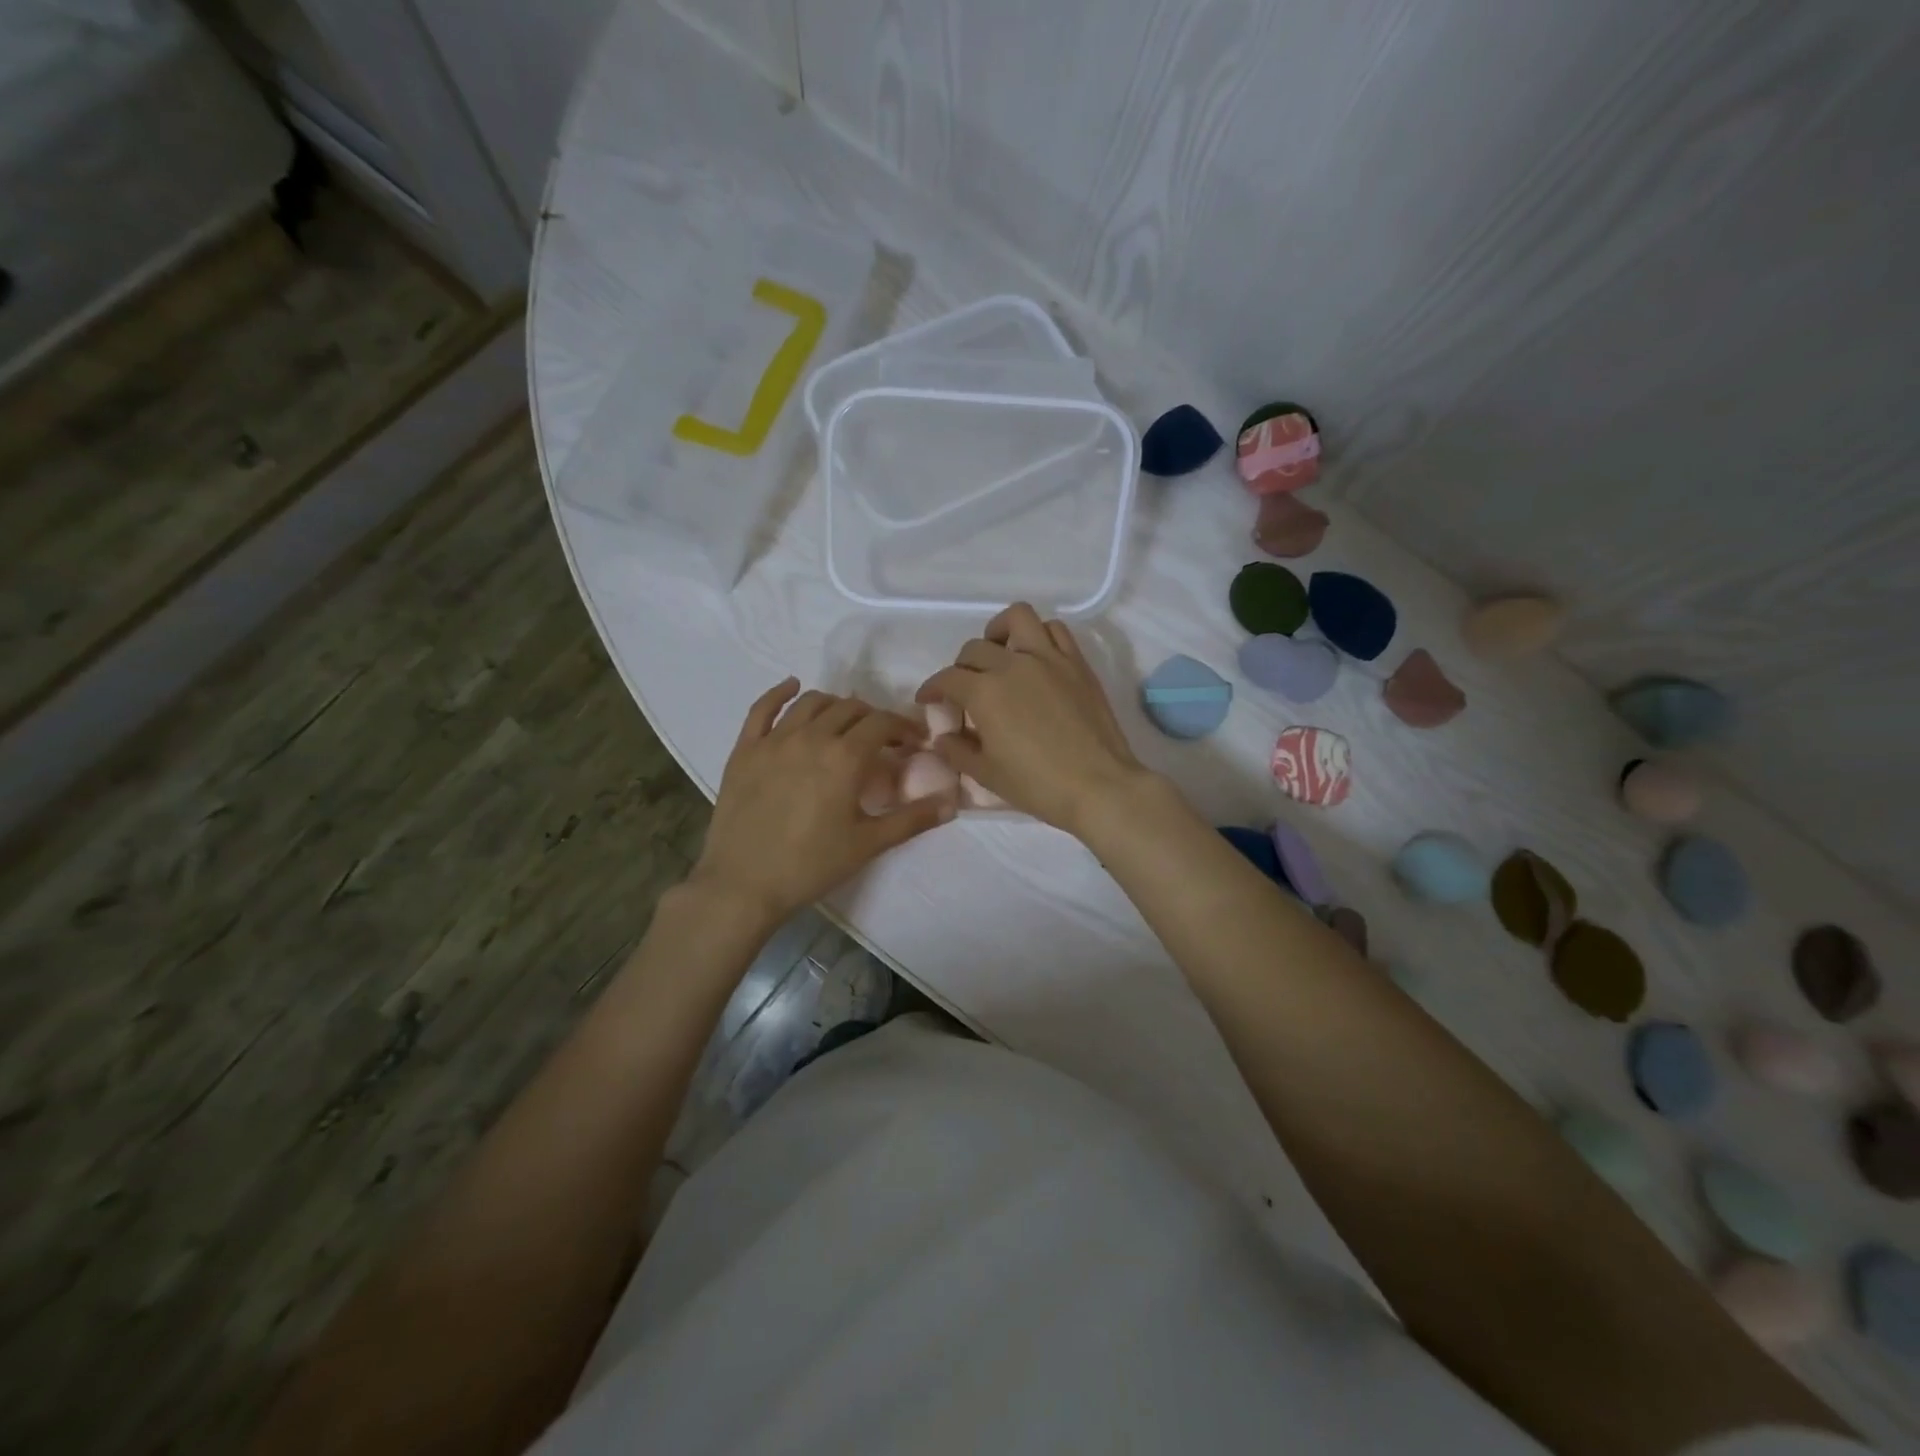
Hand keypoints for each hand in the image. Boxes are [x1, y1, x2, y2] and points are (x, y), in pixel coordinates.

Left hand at [690, 678, 954, 925]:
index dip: (903, 727)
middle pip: (849, 709)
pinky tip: (793, 686)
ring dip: (836, 705)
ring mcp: (773, 740)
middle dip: (873, 718)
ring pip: (811, 703)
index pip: (882, 723)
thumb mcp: (868, 844)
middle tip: (882, 739)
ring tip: (846, 722)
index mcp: (844, 757)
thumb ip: (912, 819)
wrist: (743, 885)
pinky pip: (762, 708)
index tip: (913, 741)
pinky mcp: (745, 750)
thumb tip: (953, 802)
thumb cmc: (811, 866)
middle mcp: (811, 737)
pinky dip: (781, 693)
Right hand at [916, 604, 1149, 836]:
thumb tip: (943, 738)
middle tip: (964, 689)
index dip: (932, 688)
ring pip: (1017, 618)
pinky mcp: (1076, 663)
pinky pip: (1055, 630)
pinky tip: (1035, 657)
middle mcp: (1013, 665)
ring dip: (999, 631)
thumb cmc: (1037, 785)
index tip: (928, 699)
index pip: (947, 678)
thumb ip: (957, 750)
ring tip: (998, 652)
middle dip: (960, 666)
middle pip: (975, 649)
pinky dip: (1039, 635)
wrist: (1099, 786)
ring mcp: (1049, 658)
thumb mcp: (986, 774)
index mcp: (985, 693)